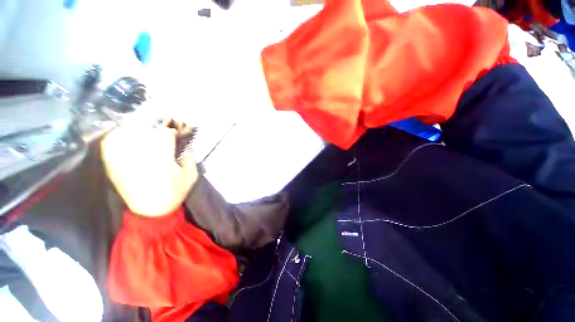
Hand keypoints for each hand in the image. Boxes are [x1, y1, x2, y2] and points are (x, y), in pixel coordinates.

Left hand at [101, 123, 198, 216]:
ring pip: (125, 132)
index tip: (176, 136)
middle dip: (155, 129)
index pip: (164, 134)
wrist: (151, 212)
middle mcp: (140, 155)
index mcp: (161, 158)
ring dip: (136, 129)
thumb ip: (190, 159)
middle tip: (161, 134)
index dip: (172, 132)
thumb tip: (185, 147)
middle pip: (144, 129)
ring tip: (144, 132)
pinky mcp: (113, 164)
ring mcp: (123, 159)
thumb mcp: (191, 177)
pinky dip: (116, 136)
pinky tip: (124, 137)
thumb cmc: (174, 193)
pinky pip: (110, 143)